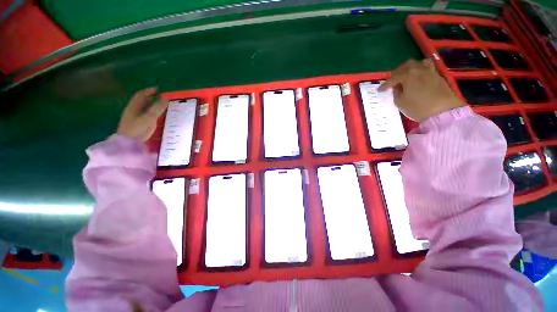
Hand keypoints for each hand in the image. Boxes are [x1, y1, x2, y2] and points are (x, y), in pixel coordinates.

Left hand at [117, 87, 168, 141]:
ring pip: (143, 109)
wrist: (127, 144)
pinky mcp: (137, 126)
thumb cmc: (137, 129)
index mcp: (133, 107)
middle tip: (162, 99)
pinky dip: (151, 114)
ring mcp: (134, 119)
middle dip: (151, 99)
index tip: (157, 89)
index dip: (148, 91)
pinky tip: (157, 118)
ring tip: (161, 107)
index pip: (141, 95)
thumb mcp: (149, 117)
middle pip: (141, 102)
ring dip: (151, 107)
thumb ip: (157, 108)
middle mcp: (133, 111)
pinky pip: (145, 116)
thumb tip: (165, 99)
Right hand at [379, 59, 464, 121]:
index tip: (380, 90)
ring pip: (418, 63)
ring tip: (406, 76)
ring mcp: (430, 71)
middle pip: (406, 66)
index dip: (385, 85)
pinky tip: (418, 78)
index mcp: (408, 75)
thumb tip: (397, 86)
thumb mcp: (400, 102)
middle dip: (397, 72)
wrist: (442, 111)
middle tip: (393, 80)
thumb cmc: (417, 107)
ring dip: (410, 68)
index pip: (393, 78)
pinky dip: (420, 70)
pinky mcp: (438, 76)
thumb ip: (396, 92)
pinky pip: (427, 68)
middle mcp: (419, 69)